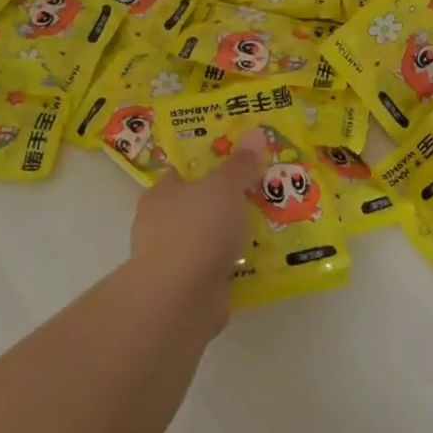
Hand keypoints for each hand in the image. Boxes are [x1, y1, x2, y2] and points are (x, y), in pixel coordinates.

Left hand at [128, 130, 267, 306]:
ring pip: (209, 236)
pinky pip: (217, 264)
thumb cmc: (196, 229)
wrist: (180, 298)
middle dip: (228, 199)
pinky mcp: (189, 285)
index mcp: (162, 193)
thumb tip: (256, 134)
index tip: (241, 159)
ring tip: (271, 223)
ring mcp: (174, 257)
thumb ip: (240, 165)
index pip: (185, 171)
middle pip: (199, 203)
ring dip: (233, 233)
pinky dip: (235, 261)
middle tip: (264, 189)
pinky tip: (261, 256)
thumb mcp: (224, 187)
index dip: (211, 162)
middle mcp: (161, 223)